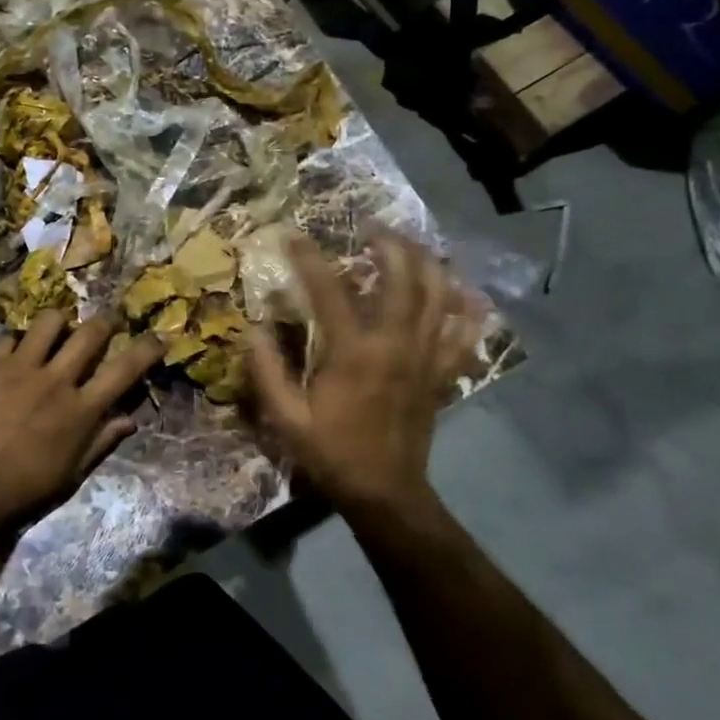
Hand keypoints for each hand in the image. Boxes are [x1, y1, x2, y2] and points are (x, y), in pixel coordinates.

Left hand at [0, 310, 163, 526]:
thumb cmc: (23, 489)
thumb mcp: (71, 473)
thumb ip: (101, 441)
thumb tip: (130, 420)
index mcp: (81, 410)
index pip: (124, 370)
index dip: (146, 349)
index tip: (158, 336)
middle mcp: (56, 381)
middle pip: (90, 333)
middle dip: (106, 321)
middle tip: (107, 322)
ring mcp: (21, 368)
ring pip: (50, 321)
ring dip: (60, 322)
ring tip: (58, 330)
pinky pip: (9, 337)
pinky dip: (17, 342)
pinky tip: (14, 353)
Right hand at [246, 233, 483, 512]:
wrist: (386, 493)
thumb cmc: (332, 453)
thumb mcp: (286, 418)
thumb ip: (266, 369)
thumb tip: (252, 327)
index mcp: (354, 353)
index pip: (330, 291)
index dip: (309, 259)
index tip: (293, 236)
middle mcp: (396, 345)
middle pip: (402, 278)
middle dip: (388, 244)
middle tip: (370, 226)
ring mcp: (426, 357)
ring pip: (438, 295)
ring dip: (426, 262)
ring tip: (410, 244)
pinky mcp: (443, 373)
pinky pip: (464, 333)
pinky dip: (467, 308)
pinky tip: (462, 290)